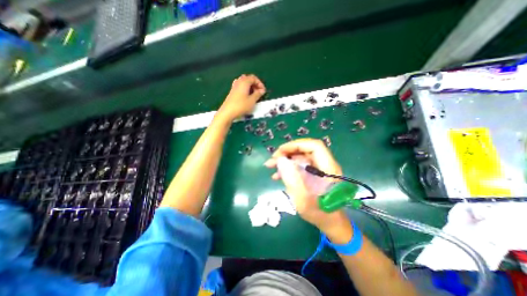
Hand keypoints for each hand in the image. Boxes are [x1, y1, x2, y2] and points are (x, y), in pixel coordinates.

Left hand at [217, 74, 264, 121]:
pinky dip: (245, 90)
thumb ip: (258, 94)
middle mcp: (239, 82)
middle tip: (259, 93)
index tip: (263, 91)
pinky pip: (240, 87)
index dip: (260, 84)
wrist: (228, 112)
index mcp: (244, 82)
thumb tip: (262, 90)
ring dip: (250, 87)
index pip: (254, 78)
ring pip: (244, 83)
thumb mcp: (252, 100)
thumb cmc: (241, 106)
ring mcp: (234, 86)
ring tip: (253, 95)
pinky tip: (247, 97)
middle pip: (248, 79)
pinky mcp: (232, 92)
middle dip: (255, 85)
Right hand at [265, 139, 350, 239]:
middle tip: (272, 160)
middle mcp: (324, 164)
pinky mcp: (312, 173)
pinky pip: (298, 165)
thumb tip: (280, 160)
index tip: (280, 152)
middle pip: (304, 150)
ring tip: (270, 166)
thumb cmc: (319, 213)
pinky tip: (276, 175)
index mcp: (328, 168)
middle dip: (287, 153)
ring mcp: (318, 169)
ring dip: (284, 160)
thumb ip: (292, 178)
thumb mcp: (303, 198)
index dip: (296, 145)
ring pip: (299, 157)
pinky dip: (287, 168)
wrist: (328, 222)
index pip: (314, 146)